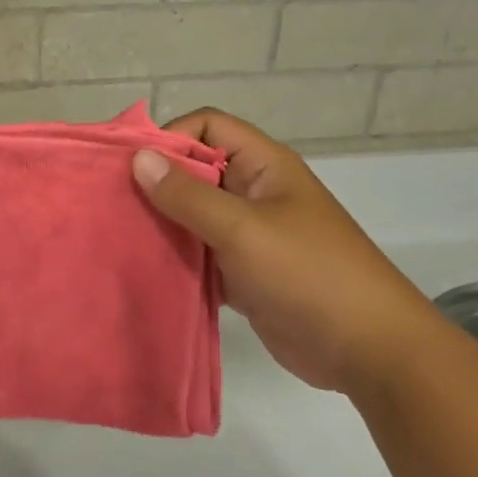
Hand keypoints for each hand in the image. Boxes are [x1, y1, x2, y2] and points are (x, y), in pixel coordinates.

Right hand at [132, 109, 447, 394]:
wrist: (368, 350)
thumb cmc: (308, 274)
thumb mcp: (243, 229)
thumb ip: (188, 195)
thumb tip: (139, 158)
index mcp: (263, 166)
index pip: (208, 126)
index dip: (169, 136)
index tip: (130, 166)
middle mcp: (254, 192)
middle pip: (196, 170)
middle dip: (155, 182)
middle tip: (110, 202)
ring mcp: (250, 234)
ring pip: (194, 215)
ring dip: (162, 223)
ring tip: (117, 235)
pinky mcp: (244, 273)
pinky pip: (200, 254)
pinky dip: (176, 258)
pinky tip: (143, 269)